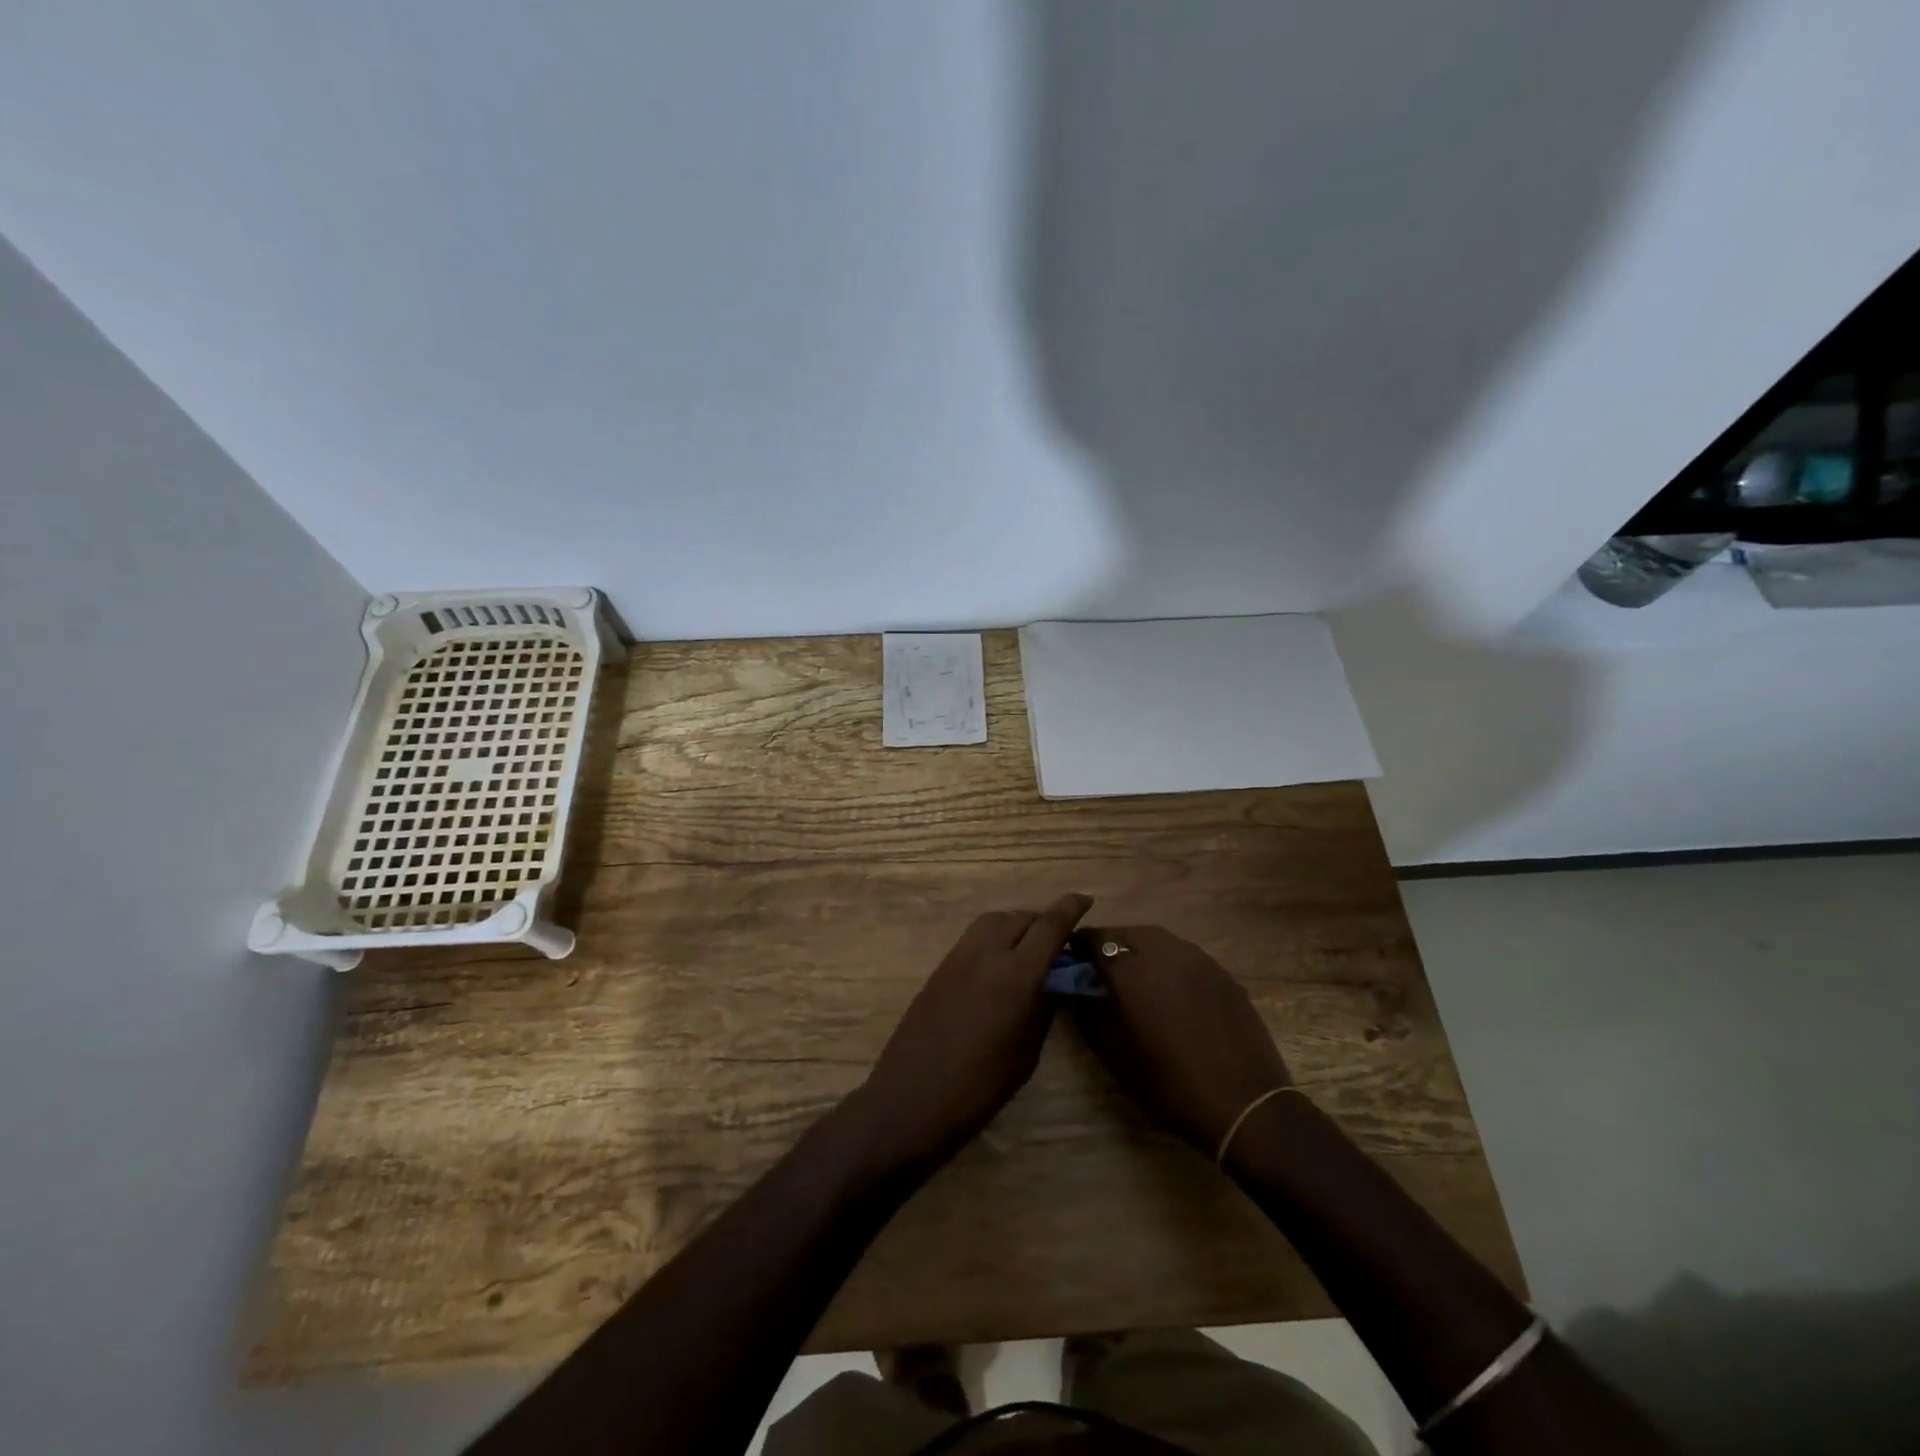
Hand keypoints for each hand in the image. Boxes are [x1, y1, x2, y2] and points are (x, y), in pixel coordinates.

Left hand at [851, 893, 1092, 1171]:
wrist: (913, 1098)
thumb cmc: (980, 1087)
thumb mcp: (1026, 1053)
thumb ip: (1042, 1009)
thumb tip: (1052, 984)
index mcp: (1016, 976)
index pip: (1049, 927)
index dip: (1070, 909)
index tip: (1085, 900)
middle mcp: (986, 955)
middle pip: (1020, 918)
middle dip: (1043, 921)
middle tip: (1057, 941)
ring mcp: (958, 958)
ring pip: (993, 921)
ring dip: (1015, 925)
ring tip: (1028, 947)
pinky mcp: (939, 968)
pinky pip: (974, 938)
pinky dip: (993, 938)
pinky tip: (999, 963)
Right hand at [1072, 924, 1291, 1156]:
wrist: (1246, 1107)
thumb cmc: (1171, 1086)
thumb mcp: (1116, 1056)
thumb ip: (1089, 1014)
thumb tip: (1076, 991)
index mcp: (1133, 971)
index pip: (1096, 939)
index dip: (1079, 947)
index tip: (1072, 963)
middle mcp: (1165, 953)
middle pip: (1128, 933)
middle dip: (1111, 945)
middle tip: (1103, 972)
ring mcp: (1200, 961)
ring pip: (1160, 941)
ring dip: (1141, 950)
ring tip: (1136, 979)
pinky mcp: (1223, 974)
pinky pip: (1186, 956)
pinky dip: (1169, 964)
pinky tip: (1172, 993)